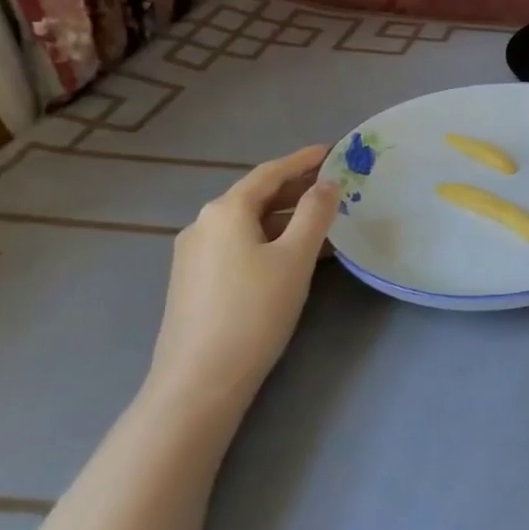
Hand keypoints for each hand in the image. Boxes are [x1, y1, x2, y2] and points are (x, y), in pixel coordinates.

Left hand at [147, 145, 338, 420]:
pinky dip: (270, 239)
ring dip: (285, 217)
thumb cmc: (254, 310)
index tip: (332, 150)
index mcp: (225, 211)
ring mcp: (194, 255)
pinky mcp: (195, 281)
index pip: (269, 173)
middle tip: (334, 184)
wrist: (200, 378)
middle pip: (256, 196)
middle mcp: (203, 225)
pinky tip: (293, 254)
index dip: (302, 160)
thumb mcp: (295, 257)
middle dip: (295, 188)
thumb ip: (314, 214)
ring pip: (248, 223)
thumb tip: (327, 184)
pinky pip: (239, 245)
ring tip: (323, 220)